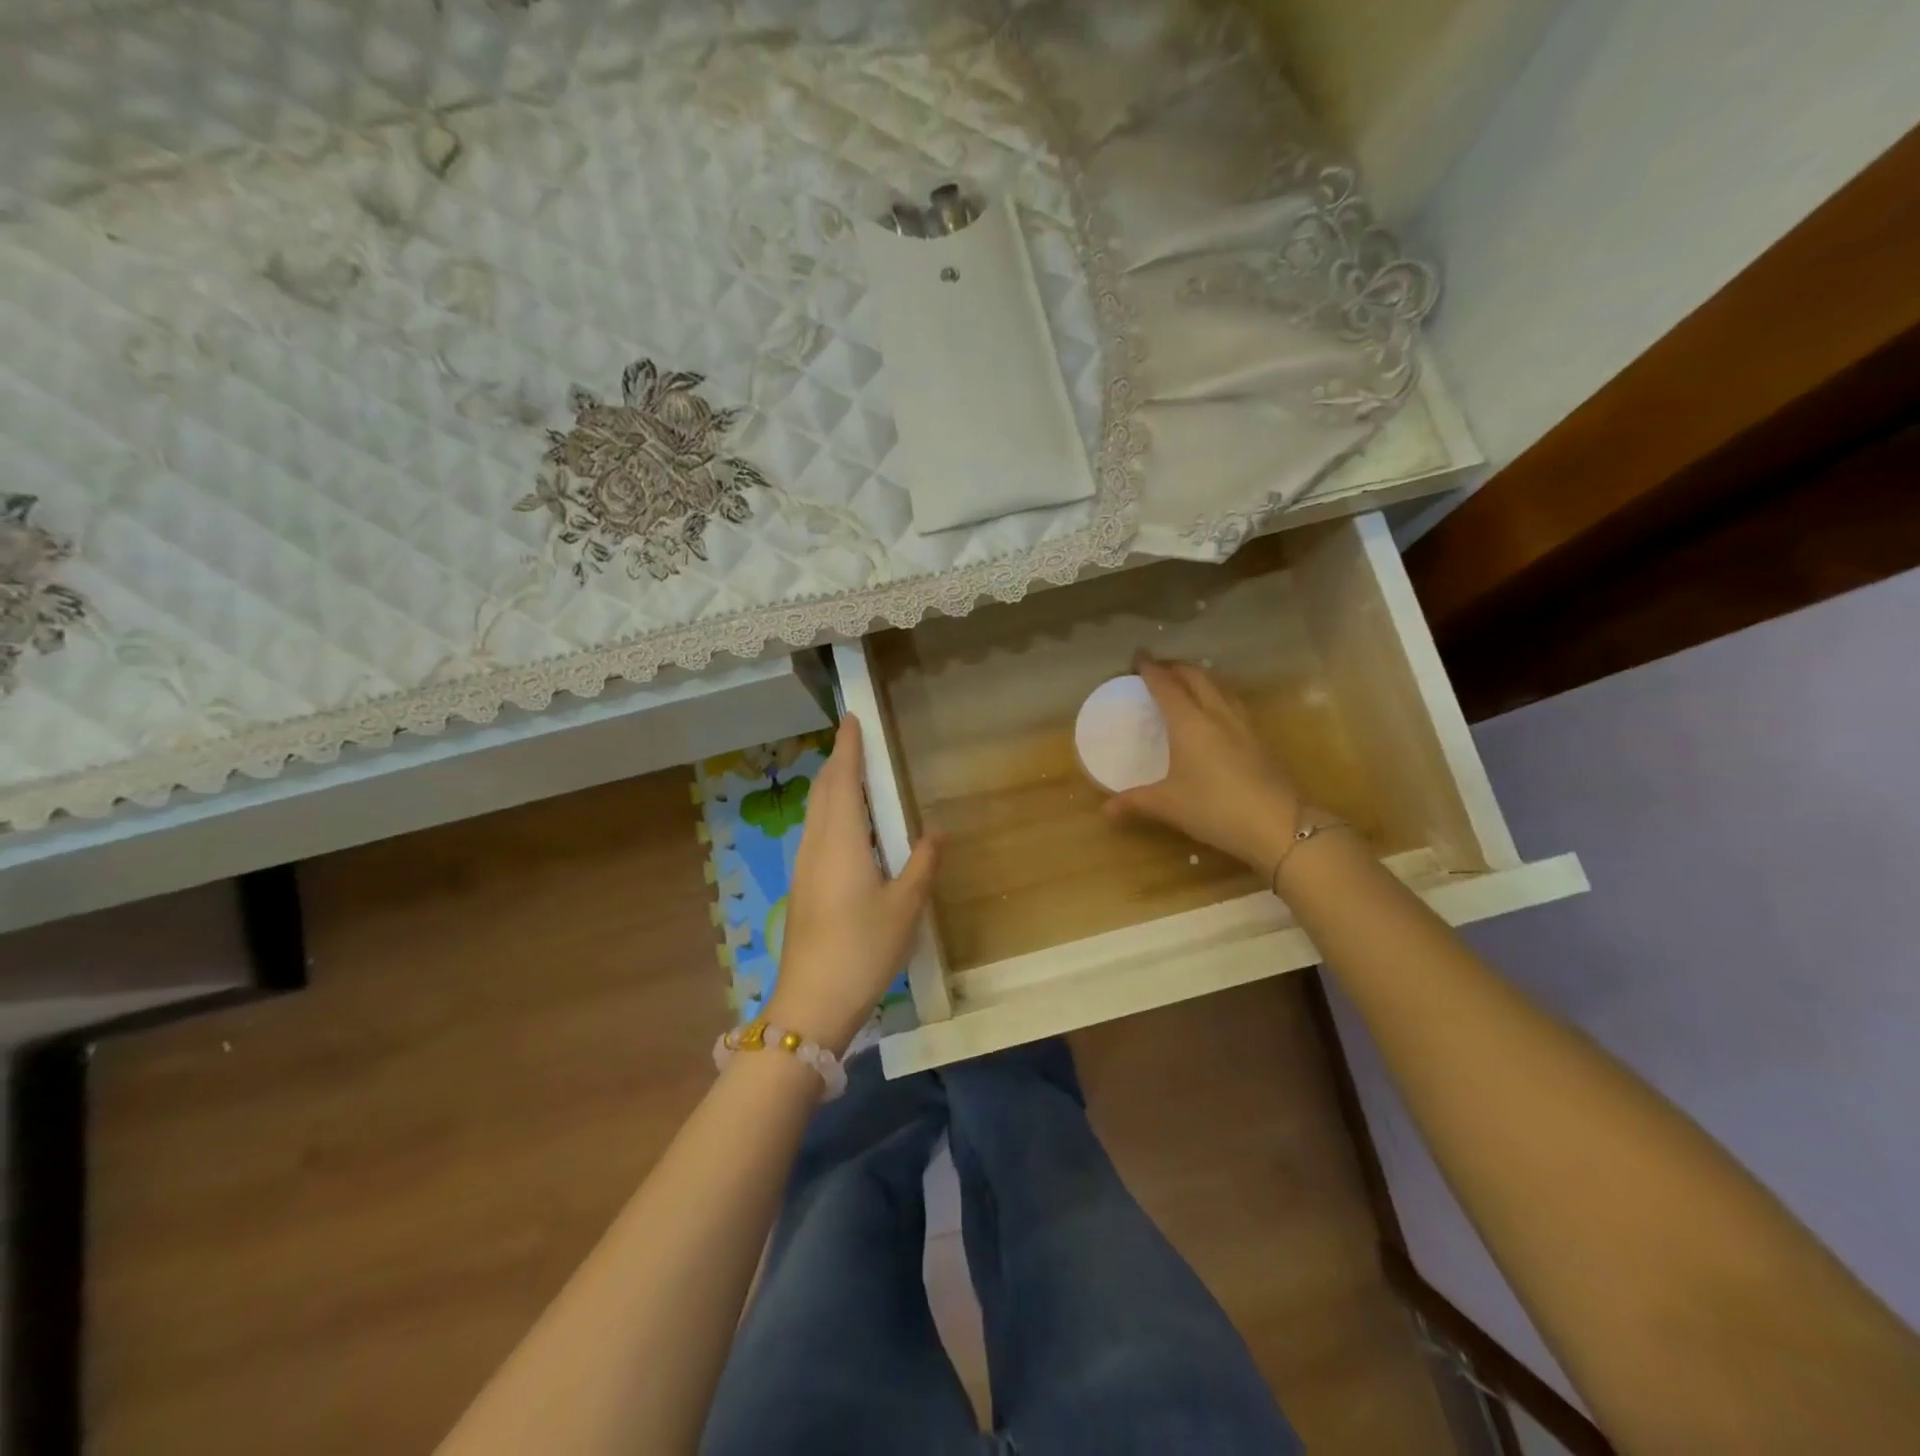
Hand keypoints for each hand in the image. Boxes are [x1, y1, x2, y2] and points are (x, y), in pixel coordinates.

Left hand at [767, 716, 941, 1052]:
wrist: (812, 1002)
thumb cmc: (863, 948)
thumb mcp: (905, 906)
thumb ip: (922, 863)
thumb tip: (935, 831)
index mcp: (842, 841)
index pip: (843, 780)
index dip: (847, 748)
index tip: (851, 719)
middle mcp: (817, 845)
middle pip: (824, 791)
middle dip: (838, 761)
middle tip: (855, 739)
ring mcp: (804, 867)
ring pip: (815, 812)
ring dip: (831, 786)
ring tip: (851, 774)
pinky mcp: (802, 887)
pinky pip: (815, 832)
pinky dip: (829, 812)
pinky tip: (845, 827)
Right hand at [1104, 654, 1304, 874]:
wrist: (1279, 825)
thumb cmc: (1215, 808)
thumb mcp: (1168, 806)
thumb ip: (1135, 802)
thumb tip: (1105, 810)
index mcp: (1189, 723)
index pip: (1166, 686)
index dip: (1151, 669)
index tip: (1138, 656)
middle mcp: (1217, 714)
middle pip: (1197, 677)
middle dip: (1177, 667)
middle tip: (1160, 668)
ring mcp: (1244, 724)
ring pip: (1221, 686)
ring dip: (1201, 678)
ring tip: (1188, 683)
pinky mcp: (1261, 739)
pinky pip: (1234, 703)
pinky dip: (1219, 696)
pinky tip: (1217, 712)